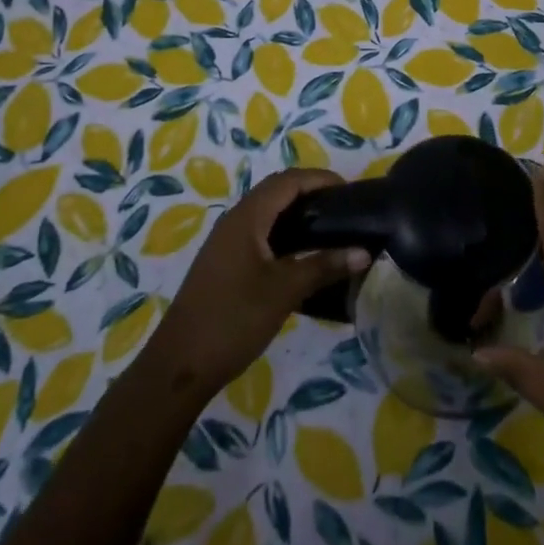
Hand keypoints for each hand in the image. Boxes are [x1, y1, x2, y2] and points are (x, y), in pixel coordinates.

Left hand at [145, 168, 368, 396]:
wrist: (180, 365)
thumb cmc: (234, 319)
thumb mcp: (284, 291)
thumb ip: (324, 266)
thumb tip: (363, 252)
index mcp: (247, 217)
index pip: (288, 180)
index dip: (320, 179)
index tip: (351, 191)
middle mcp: (234, 220)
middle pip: (276, 191)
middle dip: (310, 192)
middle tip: (344, 208)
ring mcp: (226, 242)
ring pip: (267, 212)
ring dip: (296, 212)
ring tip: (329, 228)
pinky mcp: (224, 262)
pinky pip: (259, 232)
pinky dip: (284, 232)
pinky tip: (301, 255)